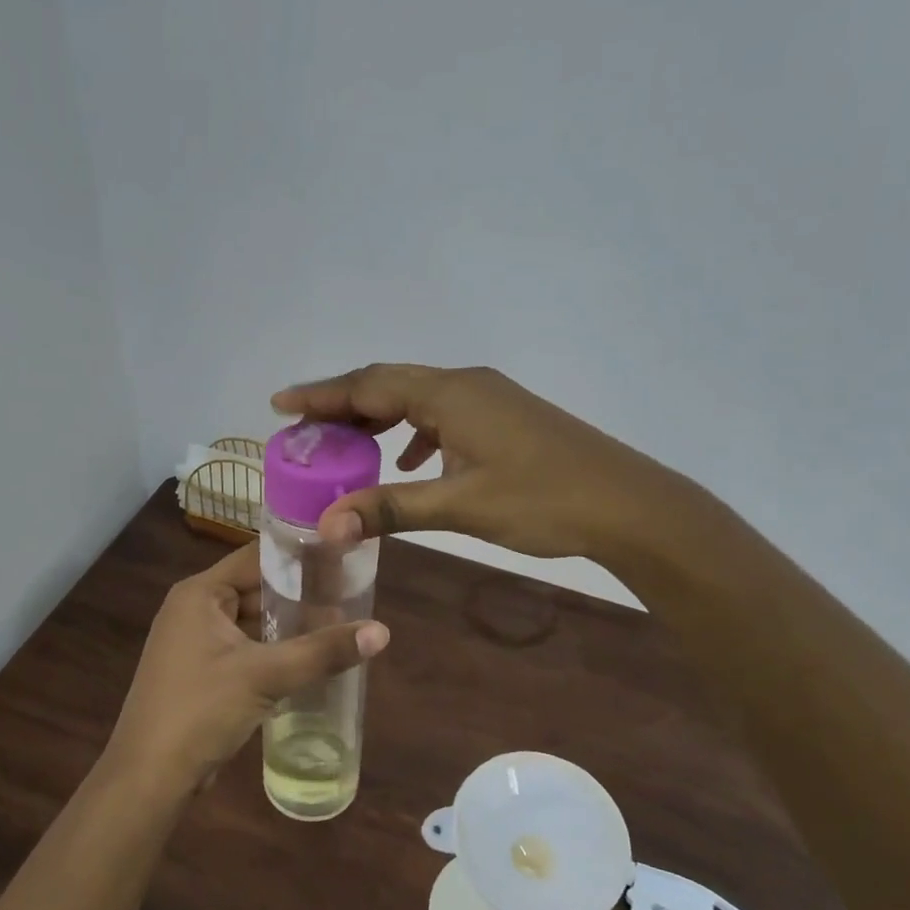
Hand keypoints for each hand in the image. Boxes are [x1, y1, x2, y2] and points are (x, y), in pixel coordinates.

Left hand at [106, 543, 389, 792]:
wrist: (149, 778)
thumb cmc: (200, 711)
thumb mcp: (264, 676)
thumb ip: (322, 651)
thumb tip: (382, 631)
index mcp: (200, 593)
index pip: (256, 557)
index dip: (298, 555)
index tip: (342, 556)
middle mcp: (194, 609)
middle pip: (256, 589)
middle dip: (300, 595)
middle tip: (350, 595)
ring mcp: (195, 642)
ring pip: (252, 621)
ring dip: (289, 626)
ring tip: (339, 624)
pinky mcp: (202, 672)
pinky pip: (245, 648)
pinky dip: (274, 650)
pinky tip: (309, 659)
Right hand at [272, 364, 697, 564]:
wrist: (629, 505)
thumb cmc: (542, 500)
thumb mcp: (460, 505)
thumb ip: (391, 509)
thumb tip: (327, 525)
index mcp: (449, 395)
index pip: (368, 385)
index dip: (321, 395)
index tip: (280, 404)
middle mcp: (465, 384)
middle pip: (388, 383)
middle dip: (342, 403)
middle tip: (304, 428)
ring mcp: (489, 398)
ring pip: (416, 397)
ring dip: (377, 417)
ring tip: (345, 445)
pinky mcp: (504, 417)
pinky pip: (442, 413)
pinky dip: (413, 432)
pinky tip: (409, 462)